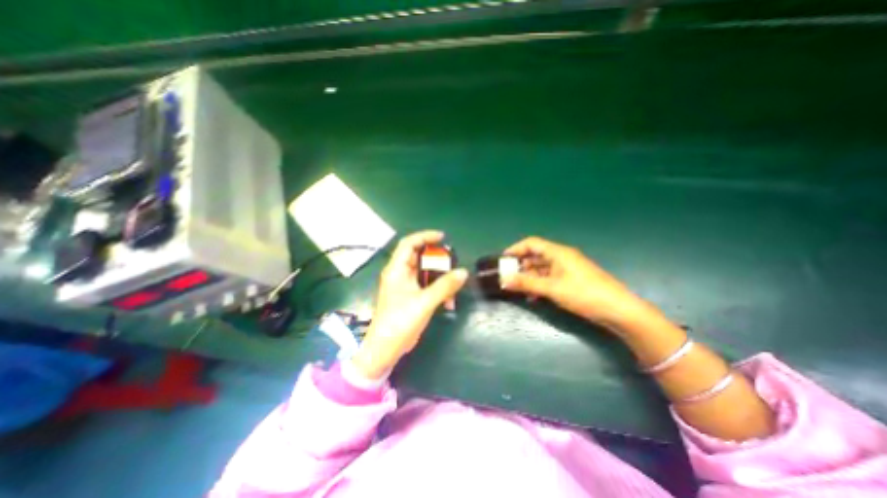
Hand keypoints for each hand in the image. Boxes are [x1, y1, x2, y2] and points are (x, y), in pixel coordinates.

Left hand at [351, 230, 466, 380]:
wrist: (386, 348)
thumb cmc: (400, 321)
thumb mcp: (424, 302)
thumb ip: (445, 286)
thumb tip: (463, 272)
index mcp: (397, 269)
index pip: (409, 243)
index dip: (425, 236)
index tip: (443, 237)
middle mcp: (400, 274)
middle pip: (418, 256)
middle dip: (436, 258)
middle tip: (452, 260)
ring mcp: (405, 286)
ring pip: (424, 272)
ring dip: (439, 275)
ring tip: (453, 281)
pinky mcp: (410, 296)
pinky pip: (426, 285)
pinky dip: (437, 288)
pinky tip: (448, 300)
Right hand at [501, 236, 648, 327]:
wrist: (618, 310)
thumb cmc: (584, 294)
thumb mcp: (552, 288)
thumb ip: (527, 283)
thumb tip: (504, 279)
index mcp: (558, 252)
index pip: (531, 243)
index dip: (516, 249)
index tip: (503, 260)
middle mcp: (561, 257)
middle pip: (535, 256)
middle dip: (520, 266)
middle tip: (508, 277)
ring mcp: (567, 269)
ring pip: (541, 269)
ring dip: (529, 277)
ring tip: (517, 289)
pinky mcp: (571, 281)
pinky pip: (549, 279)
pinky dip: (539, 285)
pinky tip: (533, 297)